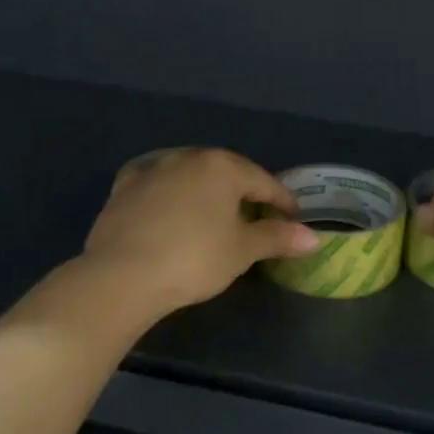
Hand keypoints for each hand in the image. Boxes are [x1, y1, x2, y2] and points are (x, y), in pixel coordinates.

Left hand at [78, 148, 319, 325]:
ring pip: (190, 174)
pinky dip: (167, 190)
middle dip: (244, 192)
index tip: (293, 221)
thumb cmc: (194, 259)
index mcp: (223, 166)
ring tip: (213, 214)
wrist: (121, 276)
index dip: (283, 202)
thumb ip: (277, 237)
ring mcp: (153, 168)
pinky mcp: (124, 186)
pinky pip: (155, 181)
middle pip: (227, 173)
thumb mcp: (242, 251)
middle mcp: (189, 157)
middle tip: (256, 218)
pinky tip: (168, 203)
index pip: (264, 181)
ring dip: (205, 190)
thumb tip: (313, 237)